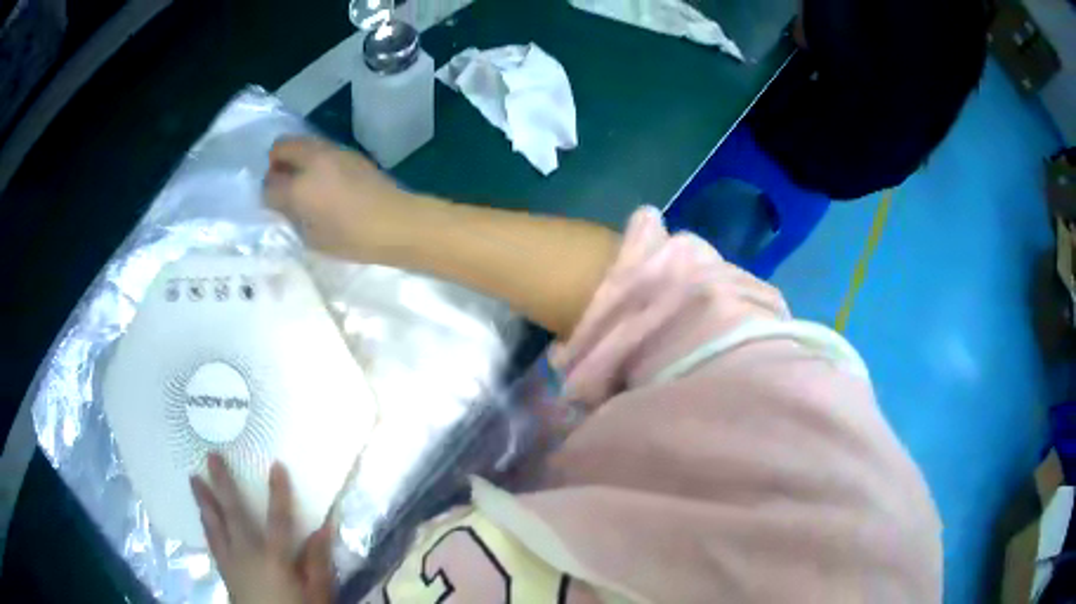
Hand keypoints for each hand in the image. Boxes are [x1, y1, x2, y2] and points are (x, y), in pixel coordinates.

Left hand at [191, 454, 333, 603]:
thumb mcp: (317, 594)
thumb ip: (317, 563)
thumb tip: (323, 529)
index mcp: (274, 559)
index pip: (278, 520)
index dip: (278, 493)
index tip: (276, 465)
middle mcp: (246, 554)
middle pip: (233, 514)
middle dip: (222, 484)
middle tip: (210, 457)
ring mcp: (231, 562)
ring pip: (214, 525)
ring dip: (204, 501)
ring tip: (193, 480)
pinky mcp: (224, 571)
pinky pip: (211, 542)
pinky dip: (206, 525)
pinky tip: (202, 517)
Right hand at [264, 137, 412, 259]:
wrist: (397, 222)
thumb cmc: (353, 238)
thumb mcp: (313, 237)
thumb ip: (292, 215)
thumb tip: (283, 202)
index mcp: (300, 186)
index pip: (269, 184)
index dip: (267, 195)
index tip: (273, 204)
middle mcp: (314, 160)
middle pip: (282, 146)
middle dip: (275, 163)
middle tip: (281, 183)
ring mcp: (333, 151)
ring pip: (302, 142)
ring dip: (295, 157)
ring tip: (302, 181)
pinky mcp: (350, 152)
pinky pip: (321, 148)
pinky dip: (313, 158)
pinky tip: (323, 180)